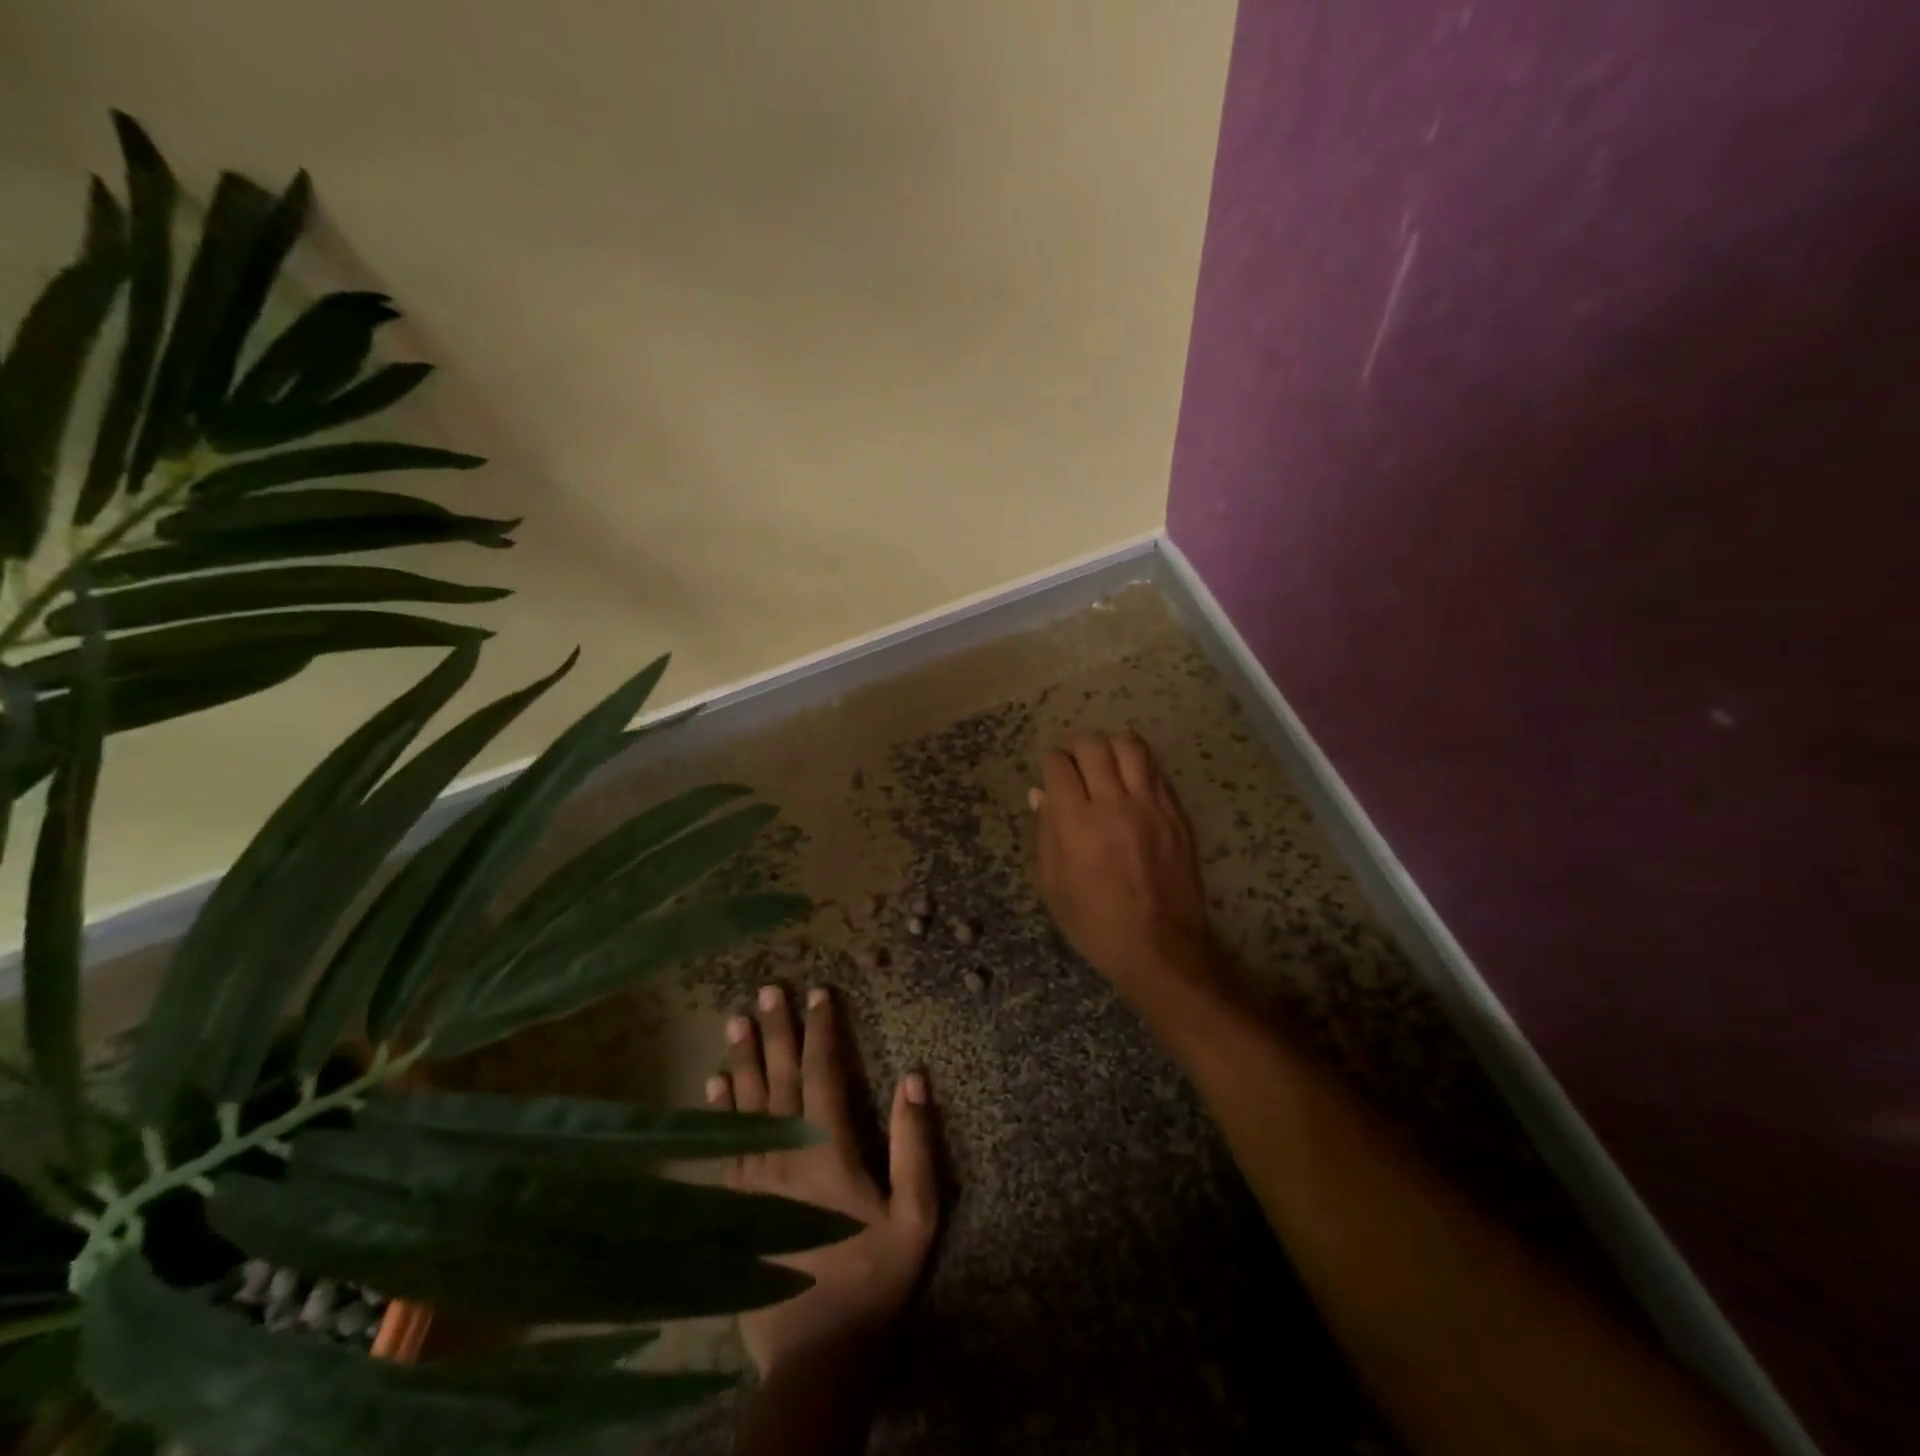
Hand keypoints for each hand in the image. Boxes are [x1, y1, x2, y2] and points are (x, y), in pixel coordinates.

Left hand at [708, 985, 938, 1379]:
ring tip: (735, 1021)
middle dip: (775, 1030)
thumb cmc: (874, 1277)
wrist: (817, 1353)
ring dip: (741, 1059)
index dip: (822, 1029)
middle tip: (767, 990)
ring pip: (745, 1105)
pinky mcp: (733, 1205)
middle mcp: (784, 1152)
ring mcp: (753, 1178)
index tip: (818, 992)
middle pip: (779, 1078)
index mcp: (828, 1148)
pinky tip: (711, 1085)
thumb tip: (914, 1078)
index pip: (824, 1072)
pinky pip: (722, 1145)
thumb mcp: (915, 1214)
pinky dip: (717, 1111)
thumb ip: (914, 1144)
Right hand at [1031, 733, 1220, 1007]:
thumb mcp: (1052, 885)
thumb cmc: (1094, 923)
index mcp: (1076, 822)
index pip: (1059, 765)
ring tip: (1107, 766)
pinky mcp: (1176, 813)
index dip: (1050, 763)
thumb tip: (1040, 794)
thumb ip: (1045, 833)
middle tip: (1078, 769)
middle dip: (1078, 750)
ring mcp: (1150, 805)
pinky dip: (1139, 767)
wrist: (1159, 946)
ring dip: (1112, 748)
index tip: (1051, 774)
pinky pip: (1156, 770)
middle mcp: (1113, 803)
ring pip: (1130, 746)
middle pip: (1094, 746)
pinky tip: (1132, 784)